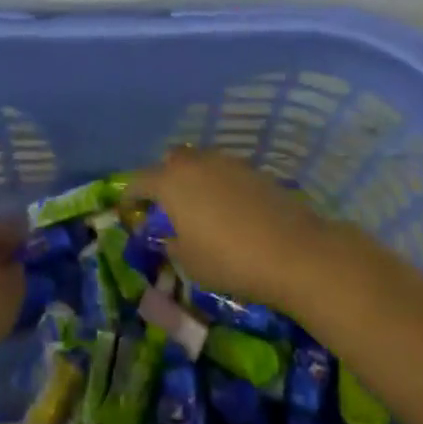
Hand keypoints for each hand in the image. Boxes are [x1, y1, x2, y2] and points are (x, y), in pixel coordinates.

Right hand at [128, 147, 340, 310]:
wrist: (293, 251)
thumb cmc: (229, 259)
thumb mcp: (188, 262)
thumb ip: (170, 243)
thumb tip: (165, 235)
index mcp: (170, 182)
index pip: (138, 181)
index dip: (130, 197)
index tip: (129, 213)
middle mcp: (195, 163)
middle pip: (170, 161)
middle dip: (163, 179)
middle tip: (166, 206)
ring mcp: (227, 162)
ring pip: (200, 163)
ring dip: (193, 180)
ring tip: (198, 208)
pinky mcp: (253, 170)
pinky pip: (224, 172)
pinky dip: (218, 185)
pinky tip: (227, 210)